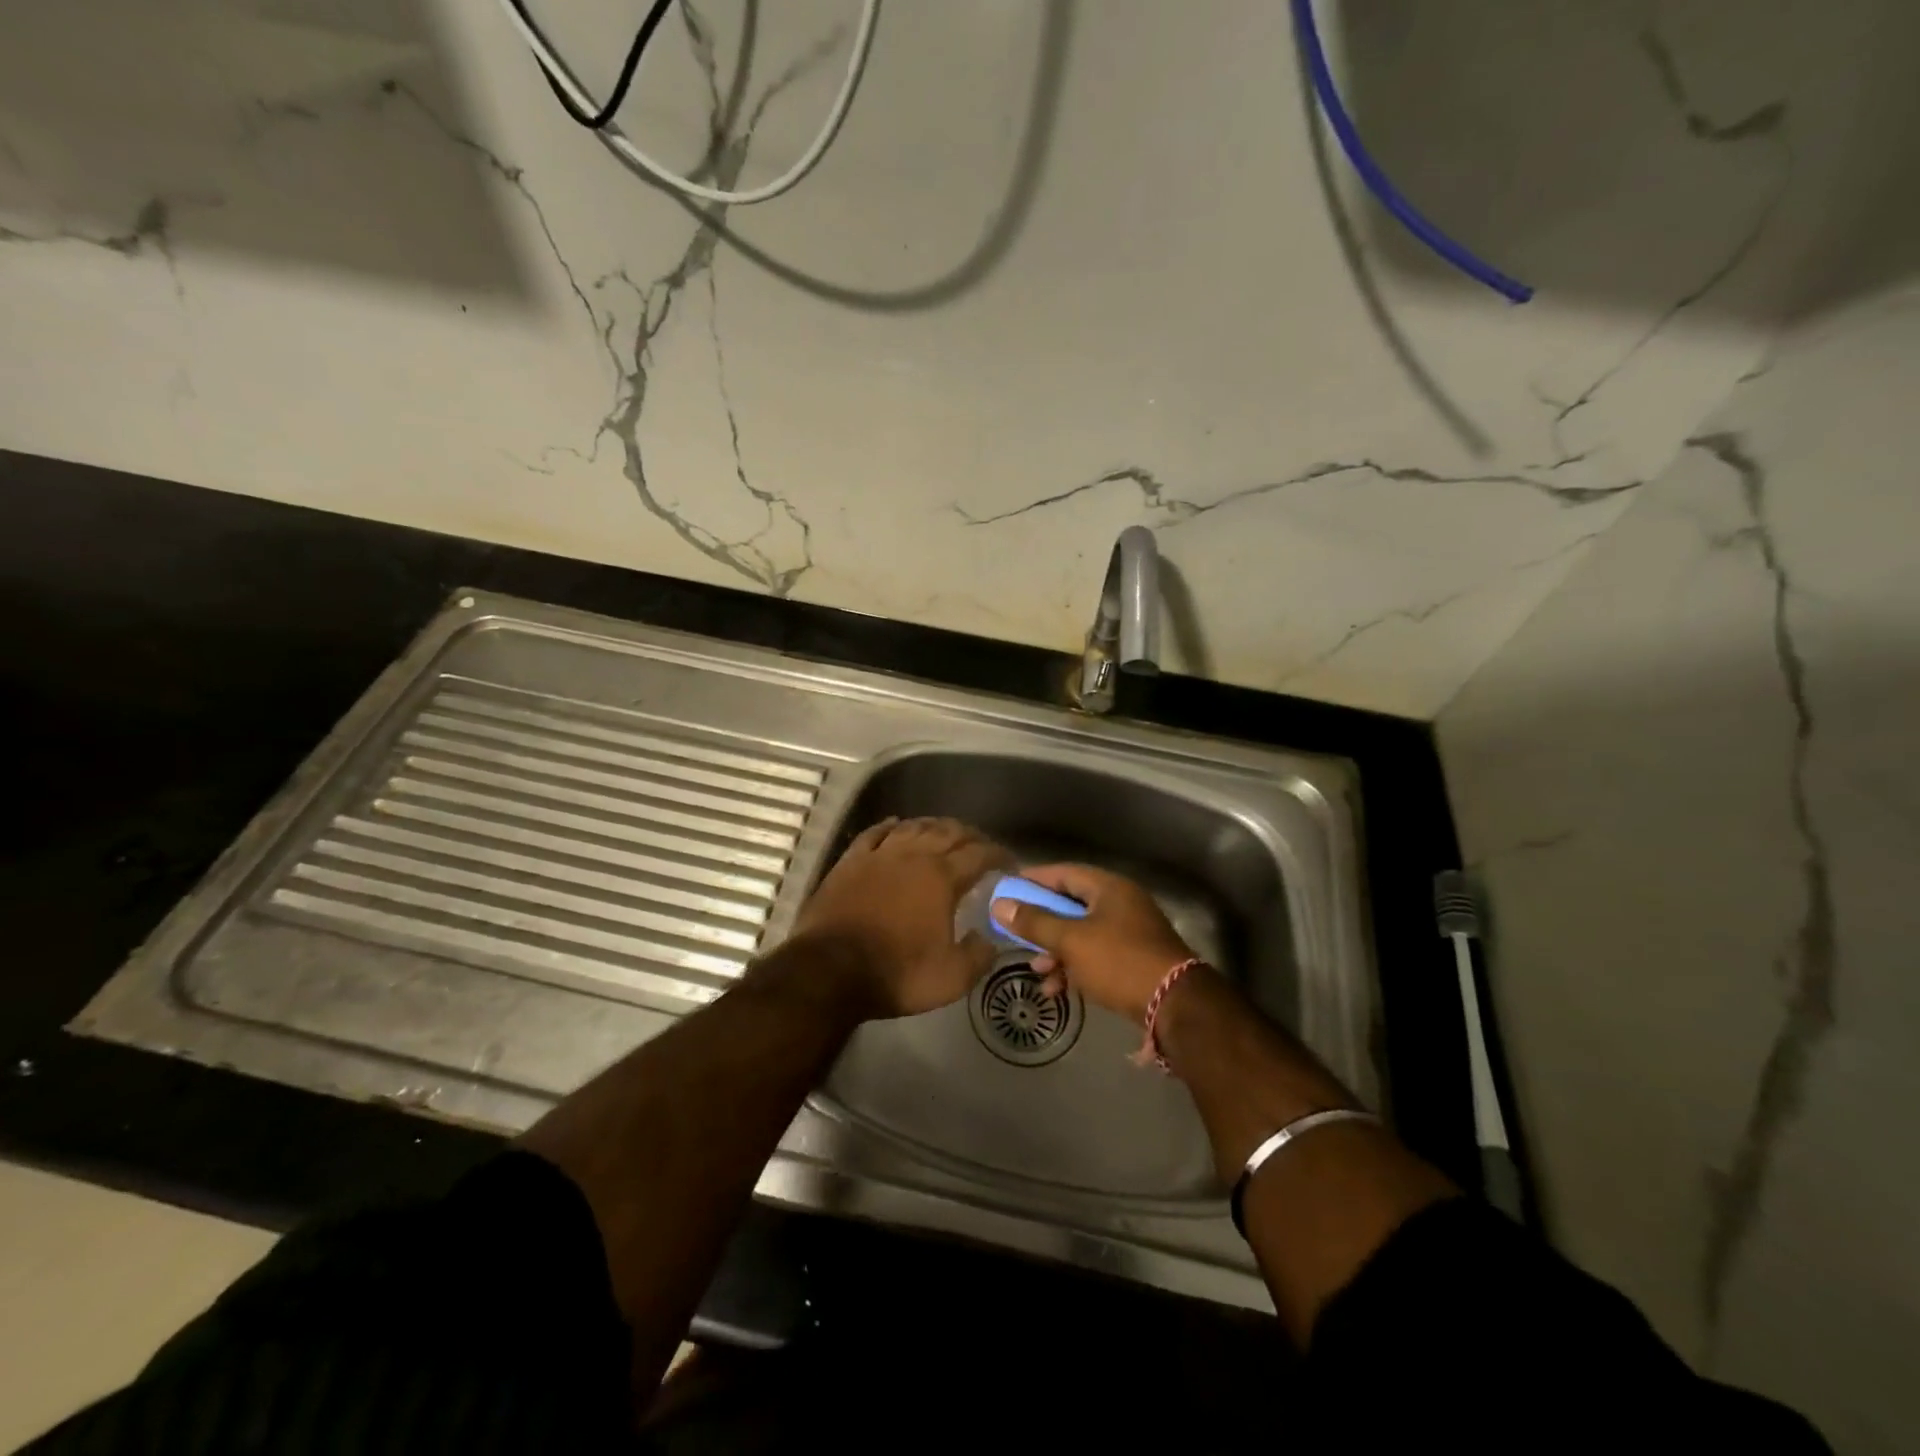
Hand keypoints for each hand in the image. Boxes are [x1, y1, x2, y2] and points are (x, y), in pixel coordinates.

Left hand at [788, 817, 1010, 1019]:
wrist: (829, 971)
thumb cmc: (896, 973)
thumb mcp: (951, 978)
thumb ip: (978, 956)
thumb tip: (990, 940)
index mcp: (942, 878)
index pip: (980, 854)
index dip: (999, 854)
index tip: (1010, 862)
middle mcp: (914, 855)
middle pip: (949, 832)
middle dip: (970, 835)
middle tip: (981, 845)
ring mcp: (880, 854)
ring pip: (913, 826)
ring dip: (934, 826)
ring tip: (945, 832)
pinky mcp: (850, 861)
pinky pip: (875, 832)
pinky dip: (890, 825)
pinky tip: (896, 824)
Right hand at [991, 863, 1195, 1024]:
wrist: (1176, 1005)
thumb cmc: (1120, 962)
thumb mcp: (1071, 941)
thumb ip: (1034, 922)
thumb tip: (1000, 905)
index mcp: (1109, 888)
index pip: (1064, 873)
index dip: (1034, 880)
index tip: (1007, 890)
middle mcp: (1121, 904)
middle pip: (1071, 905)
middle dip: (1042, 923)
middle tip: (1016, 934)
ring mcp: (1130, 933)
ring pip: (1081, 934)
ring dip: (1056, 951)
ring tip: (1037, 971)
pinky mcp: (1133, 960)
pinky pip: (1095, 956)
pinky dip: (1074, 968)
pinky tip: (1057, 990)